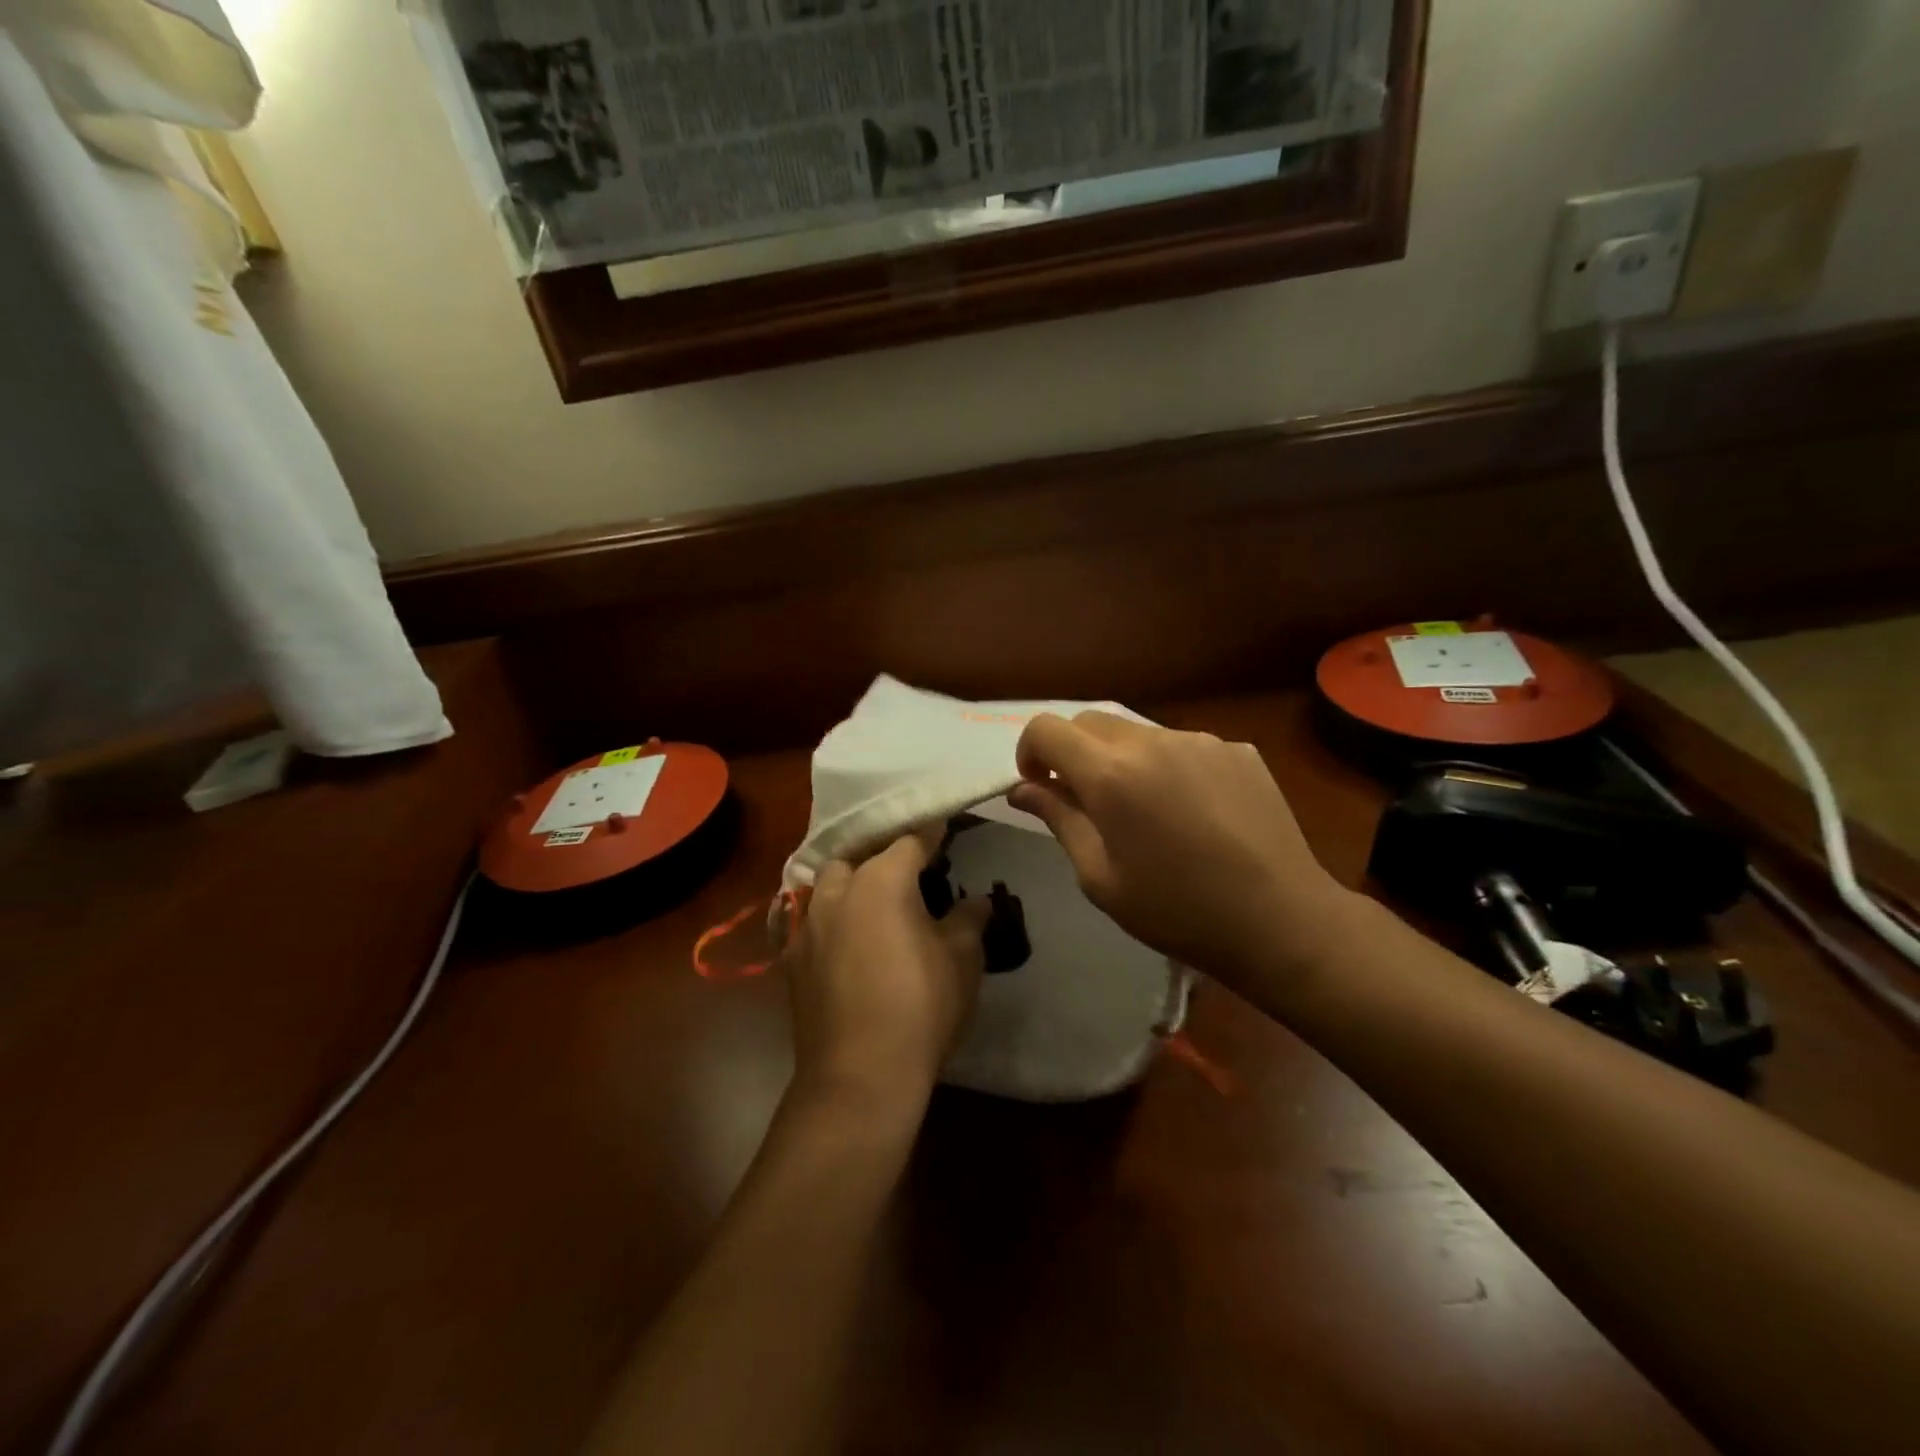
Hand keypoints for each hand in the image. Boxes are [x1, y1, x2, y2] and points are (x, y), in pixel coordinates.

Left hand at [785, 828, 990, 1108]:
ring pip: (828, 885)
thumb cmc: (921, 1007)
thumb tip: (978, 899)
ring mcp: (808, 924)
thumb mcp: (962, 959)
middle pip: (860, 856)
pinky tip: (847, 939)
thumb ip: (969, 919)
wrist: (859, 1077)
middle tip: (909, 871)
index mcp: (881, 880)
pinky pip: (812, 922)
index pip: (911, 840)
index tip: (946, 826)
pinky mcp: (791, 958)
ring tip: (875, 902)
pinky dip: (832, 919)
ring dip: (851, 884)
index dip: (932, 832)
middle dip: (883, 856)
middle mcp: (837, 890)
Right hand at [1008, 711, 1350, 986]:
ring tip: (1145, 811)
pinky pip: (1182, 746)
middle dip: (1072, 752)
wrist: (1281, 921)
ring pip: (1138, 732)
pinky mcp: (1237, 749)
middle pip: (1090, 721)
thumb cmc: (1177, 911)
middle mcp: (1153, 741)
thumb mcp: (1100, 877)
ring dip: (1121, 759)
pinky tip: (1191, 812)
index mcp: (1111, 774)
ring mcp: (1200, 740)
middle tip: (1085, 801)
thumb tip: (1023, 789)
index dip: (1030, 752)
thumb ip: (1059, 819)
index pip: (1046, 729)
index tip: (1040, 786)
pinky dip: (1167, 767)